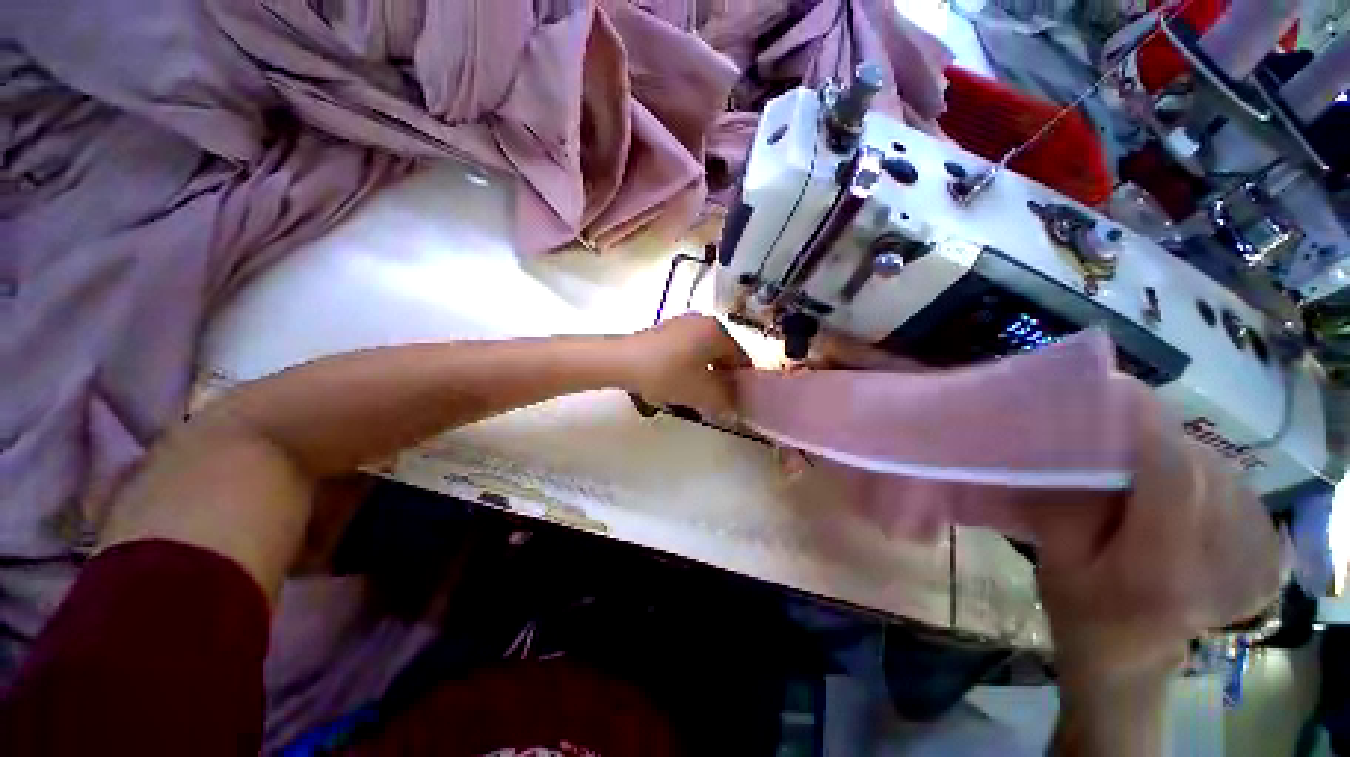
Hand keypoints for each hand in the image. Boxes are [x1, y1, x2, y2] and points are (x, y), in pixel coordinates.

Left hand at [617, 315, 750, 418]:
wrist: (621, 362)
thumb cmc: (668, 374)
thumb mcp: (701, 393)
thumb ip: (724, 402)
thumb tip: (733, 408)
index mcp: (717, 330)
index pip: (740, 357)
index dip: (741, 382)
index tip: (736, 401)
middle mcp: (701, 321)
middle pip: (720, 355)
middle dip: (719, 379)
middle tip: (714, 401)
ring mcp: (679, 324)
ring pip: (700, 355)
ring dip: (701, 376)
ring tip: (691, 396)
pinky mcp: (661, 332)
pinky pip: (682, 352)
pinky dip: (684, 369)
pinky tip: (672, 385)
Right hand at [1025, 377, 1282, 689]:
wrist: (1131, 658)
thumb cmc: (1082, 609)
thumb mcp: (1057, 557)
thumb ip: (1070, 499)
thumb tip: (1077, 440)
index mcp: (1161, 572)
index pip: (1173, 476)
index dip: (1148, 423)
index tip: (1117, 386)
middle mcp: (1221, 564)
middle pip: (1201, 468)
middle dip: (1158, 438)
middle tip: (1116, 430)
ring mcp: (1254, 563)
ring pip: (1223, 474)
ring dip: (1181, 456)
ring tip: (1144, 464)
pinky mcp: (1266, 557)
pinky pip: (1238, 491)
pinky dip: (1207, 476)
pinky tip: (1182, 489)